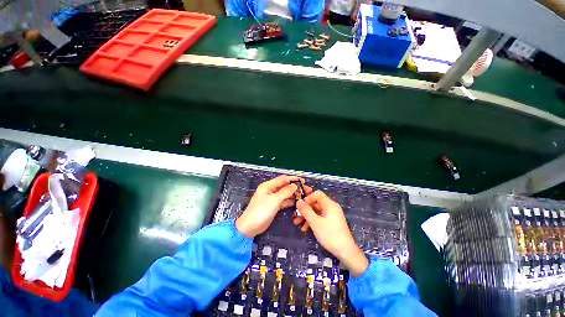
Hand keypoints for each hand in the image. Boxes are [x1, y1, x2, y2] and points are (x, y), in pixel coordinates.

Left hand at [236, 175, 301, 237]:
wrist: (250, 227)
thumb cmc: (261, 211)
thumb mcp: (274, 200)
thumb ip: (285, 192)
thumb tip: (295, 185)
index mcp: (268, 186)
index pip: (282, 179)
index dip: (293, 179)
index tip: (303, 180)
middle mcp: (270, 191)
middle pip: (285, 187)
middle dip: (295, 187)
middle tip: (306, 189)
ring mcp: (272, 199)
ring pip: (285, 194)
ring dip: (294, 194)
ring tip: (305, 195)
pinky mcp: (274, 206)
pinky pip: (284, 202)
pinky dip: (290, 201)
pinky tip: (298, 202)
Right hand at [294, 191, 368, 276]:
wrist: (345, 252)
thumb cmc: (330, 235)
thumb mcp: (315, 222)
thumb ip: (306, 211)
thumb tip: (298, 201)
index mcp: (329, 204)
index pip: (317, 194)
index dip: (308, 198)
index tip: (301, 206)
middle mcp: (331, 207)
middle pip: (315, 203)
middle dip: (305, 209)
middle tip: (296, 216)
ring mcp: (331, 215)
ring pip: (316, 211)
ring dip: (306, 216)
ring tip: (297, 223)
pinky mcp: (331, 222)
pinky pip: (319, 217)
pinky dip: (312, 221)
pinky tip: (305, 229)